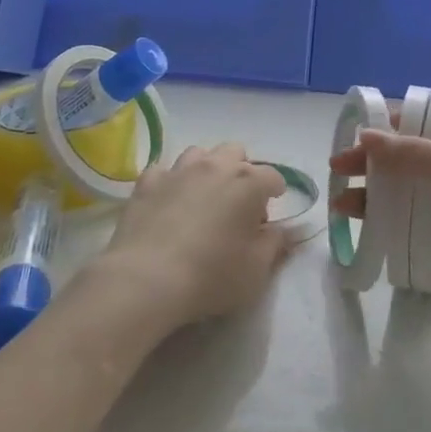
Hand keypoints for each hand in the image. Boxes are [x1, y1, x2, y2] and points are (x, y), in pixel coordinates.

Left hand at [98, 144, 290, 329]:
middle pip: (236, 152)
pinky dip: (171, 182)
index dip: (275, 192)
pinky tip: (168, 202)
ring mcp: (178, 170)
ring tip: (203, 197)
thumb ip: (275, 244)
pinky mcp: (147, 182)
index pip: (273, 176)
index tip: (270, 212)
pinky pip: (164, 172)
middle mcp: (215, 166)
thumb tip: (283, 230)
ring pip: (199, 154)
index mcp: (248, 183)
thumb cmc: (211, 276)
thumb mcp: (257, 270)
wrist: (147, 279)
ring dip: (207, 169)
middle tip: (238, 203)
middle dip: (242, 171)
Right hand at [329, 112, 430, 358]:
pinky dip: (394, 226)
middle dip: (379, 162)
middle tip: (339, 170)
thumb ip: (416, 155)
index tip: (356, 133)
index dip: (396, 123)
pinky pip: (421, 229)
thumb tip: (365, 137)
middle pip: (420, 157)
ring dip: (379, 196)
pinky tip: (366, 229)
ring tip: (341, 204)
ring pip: (416, 195)